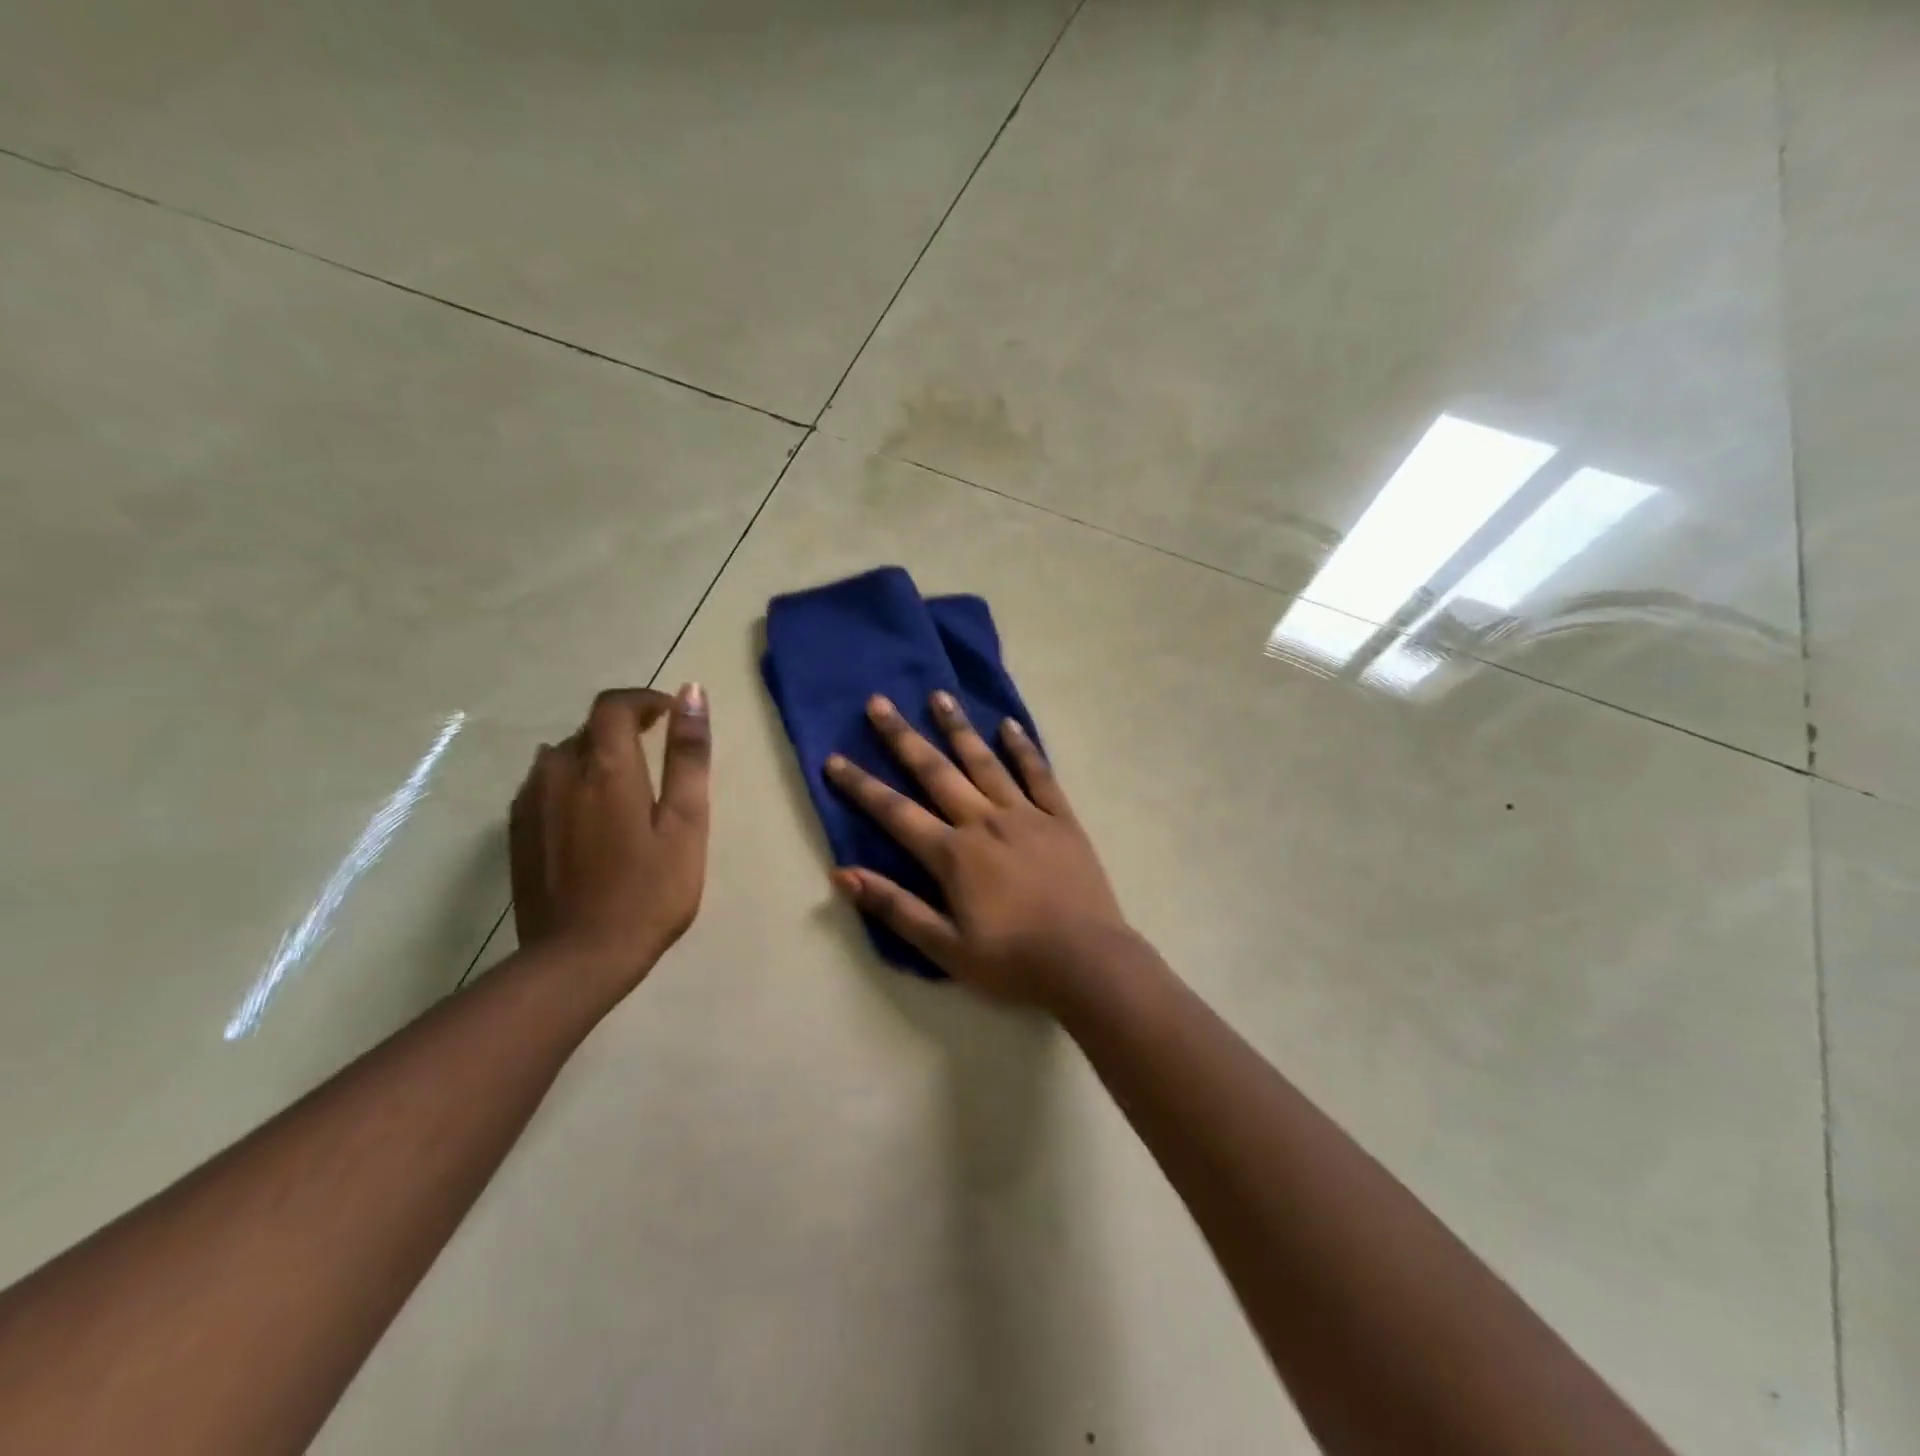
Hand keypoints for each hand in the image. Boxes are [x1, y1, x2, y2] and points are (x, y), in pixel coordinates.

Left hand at [509, 684, 711, 992]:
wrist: (579, 958)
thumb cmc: (649, 891)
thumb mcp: (686, 822)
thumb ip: (688, 756)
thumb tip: (692, 692)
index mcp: (606, 767)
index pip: (614, 705)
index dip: (643, 700)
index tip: (670, 715)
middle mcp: (559, 773)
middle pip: (588, 729)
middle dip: (624, 729)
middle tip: (658, 754)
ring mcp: (531, 804)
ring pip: (561, 756)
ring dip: (594, 755)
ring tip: (624, 786)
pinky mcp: (517, 833)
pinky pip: (542, 785)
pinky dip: (570, 782)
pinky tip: (589, 816)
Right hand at [825, 691, 1131, 1008]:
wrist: (1087, 963)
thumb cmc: (1012, 963)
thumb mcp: (944, 947)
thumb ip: (894, 907)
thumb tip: (841, 874)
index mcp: (953, 854)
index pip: (895, 813)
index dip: (861, 786)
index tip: (834, 758)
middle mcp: (984, 822)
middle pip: (936, 772)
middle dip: (903, 737)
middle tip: (879, 702)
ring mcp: (1026, 815)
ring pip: (985, 762)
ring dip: (958, 728)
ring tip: (939, 695)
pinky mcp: (1061, 819)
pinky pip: (1039, 774)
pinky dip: (1023, 748)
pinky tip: (1008, 725)